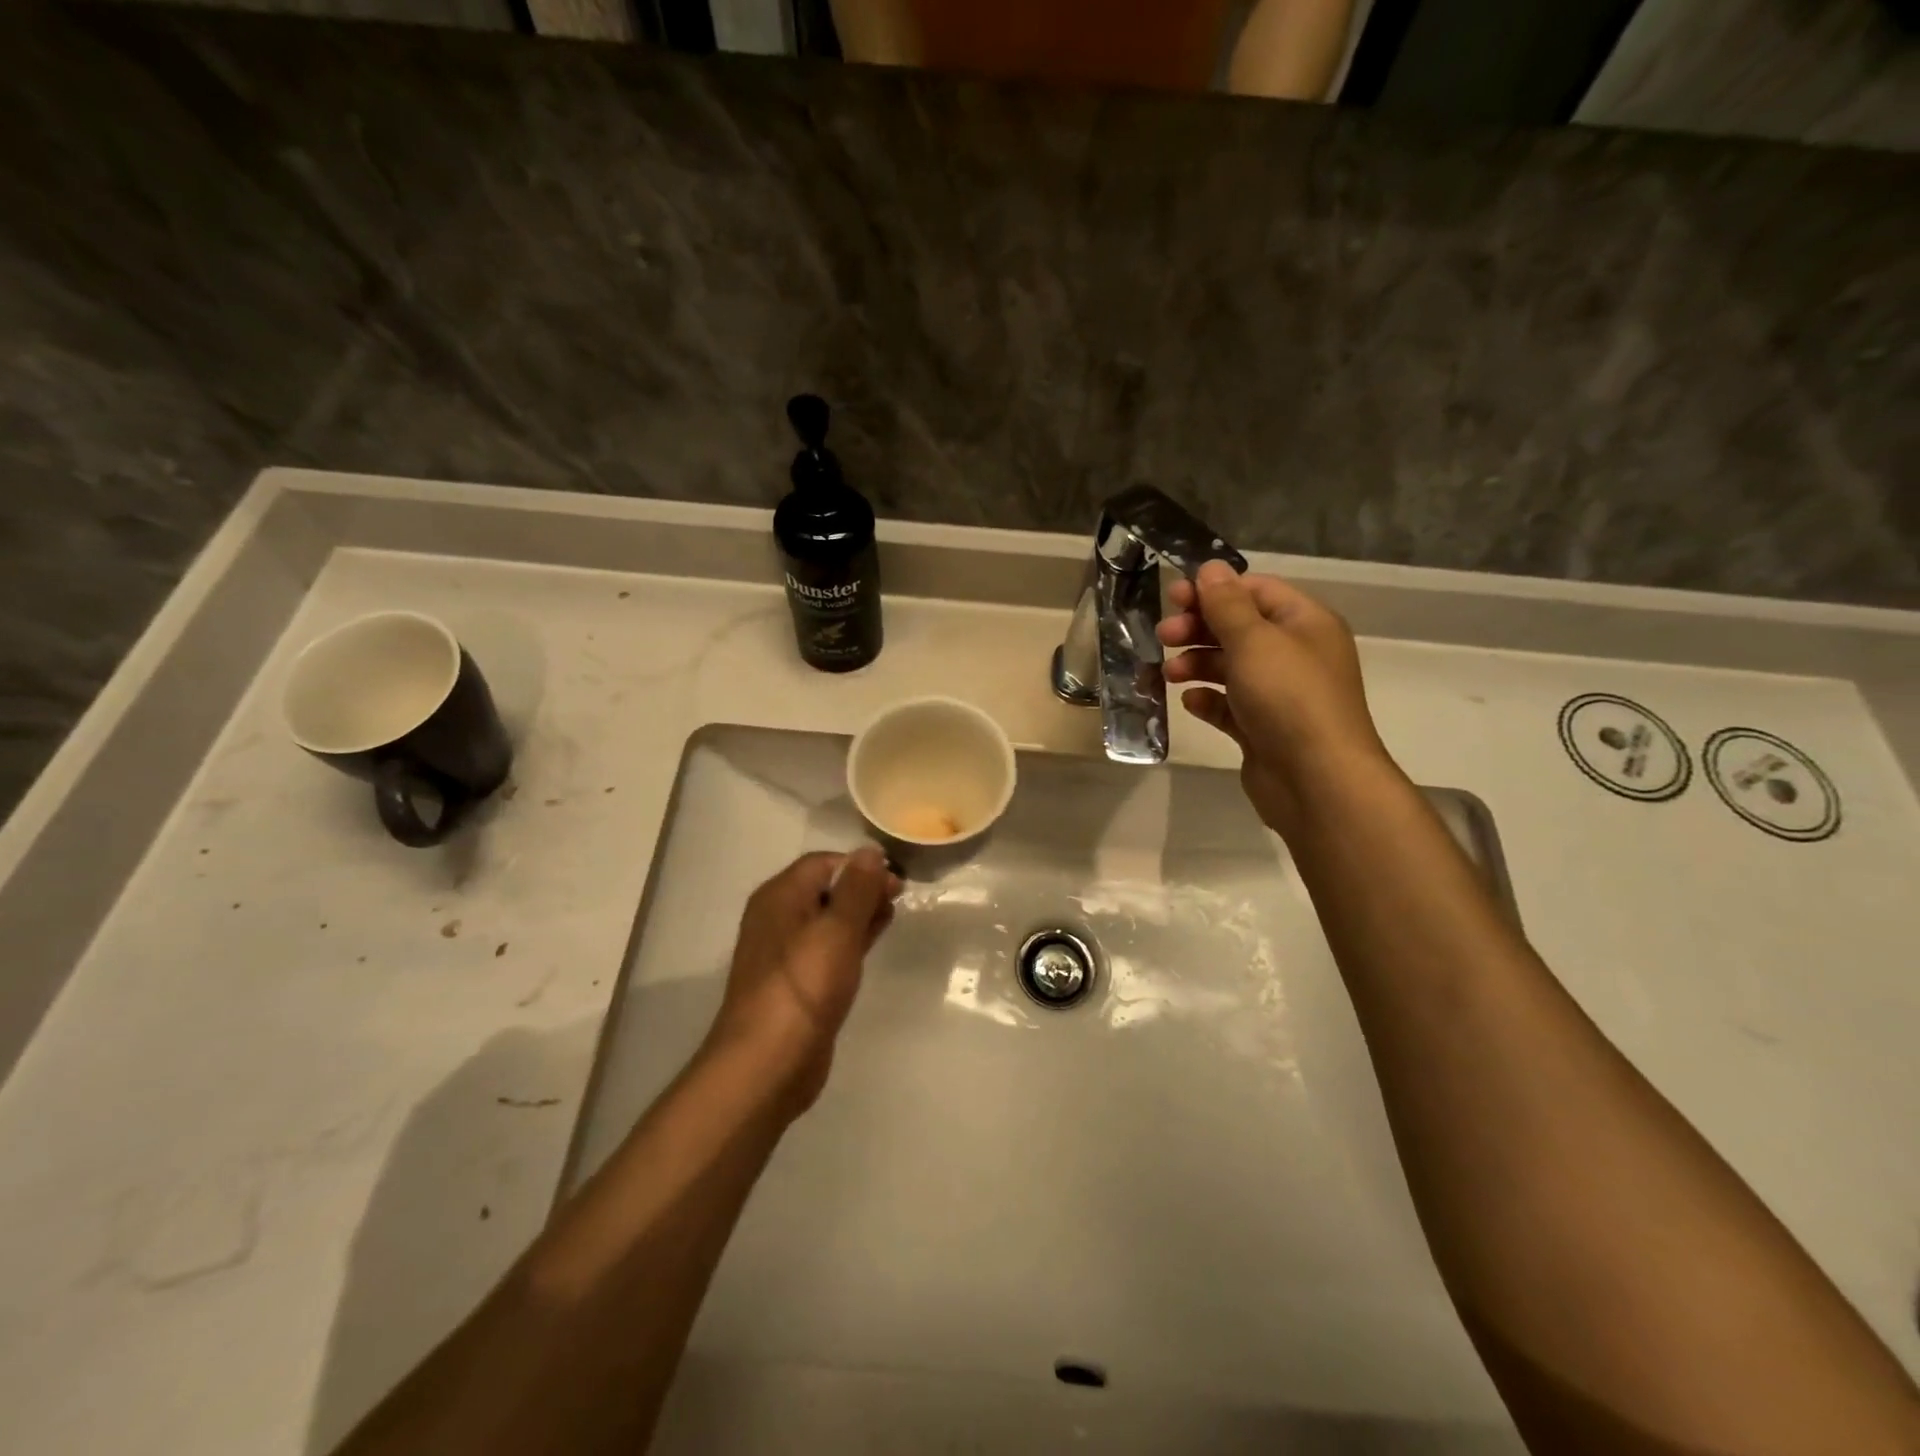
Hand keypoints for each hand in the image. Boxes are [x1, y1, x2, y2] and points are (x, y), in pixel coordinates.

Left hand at [704, 847, 899, 1116]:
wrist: (767, 1063)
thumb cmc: (804, 986)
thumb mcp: (837, 930)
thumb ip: (857, 889)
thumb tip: (870, 850)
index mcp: (780, 896)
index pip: (824, 863)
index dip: (861, 866)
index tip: (895, 881)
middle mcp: (777, 917)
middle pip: (825, 888)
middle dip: (863, 888)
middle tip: (899, 898)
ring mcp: (785, 952)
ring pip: (828, 919)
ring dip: (859, 914)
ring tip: (892, 916)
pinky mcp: (797, 982)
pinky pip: (826, 948)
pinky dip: (850, 941)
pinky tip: (871, 946)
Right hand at [1159, 562, 1394, 833]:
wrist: (1316, 780)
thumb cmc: (1288, 698)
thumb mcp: (1255, 641)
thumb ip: (1227, 605)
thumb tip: (1211, 568)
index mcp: (1304, 623)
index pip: (1255, 591)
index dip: (1214, 591)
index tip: (1173, 598)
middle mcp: (1294, 654)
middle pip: (1239, 628)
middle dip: (1199, 629)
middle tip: (1163, 636)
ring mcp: (1279, 694)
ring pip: (1230, 668)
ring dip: (1196, 664)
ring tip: (1169, 674)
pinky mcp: (1262, 729)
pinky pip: (1229, 705)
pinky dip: (1208, 700)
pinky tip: (1191, 702)